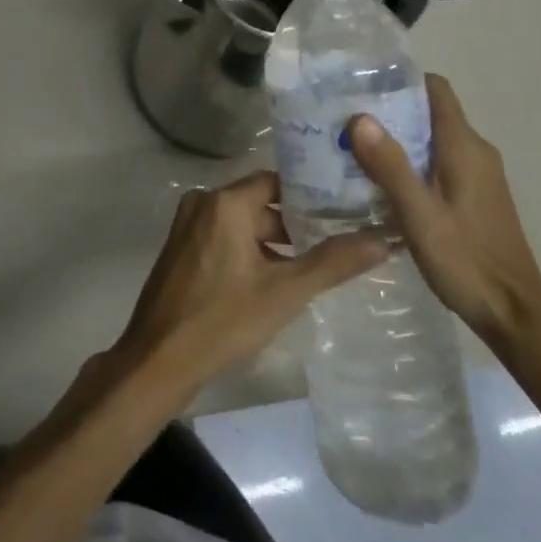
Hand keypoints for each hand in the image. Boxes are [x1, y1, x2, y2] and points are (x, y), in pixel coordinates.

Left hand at [110, 171, 388, 398]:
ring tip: (314, 265)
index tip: (343, 208)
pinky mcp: (182, 249)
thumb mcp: (285, 292)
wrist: (159, 360)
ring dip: (273, 242)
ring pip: (242, 223)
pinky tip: (275, 281)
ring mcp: (188, 226)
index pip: (276, 181)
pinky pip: (224, 238)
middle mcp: (203, 202)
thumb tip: (382, 239)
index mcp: (225, 201)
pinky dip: (249, 251)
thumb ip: (333, 262)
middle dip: (294, 224)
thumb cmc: (223, 320)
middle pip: (259, 202)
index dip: (309, 194)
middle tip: (336, 241)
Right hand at [348, 74, 540, 351]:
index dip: (400, 81)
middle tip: (345, 121)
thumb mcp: (419, 215)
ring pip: (432, 139)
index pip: (435, 88)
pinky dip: (411, 163)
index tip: (362, 86)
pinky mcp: (476, 198)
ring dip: (398, 140)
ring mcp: (479, 176)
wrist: (516, 318)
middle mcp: (475, 152)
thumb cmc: (467, 262)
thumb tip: (359, 116)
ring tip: (354, 150)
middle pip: (430, 112)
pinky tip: (382, 184)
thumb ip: (390, 165)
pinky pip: (438, 163)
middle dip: (390, 111)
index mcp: (464, 146)